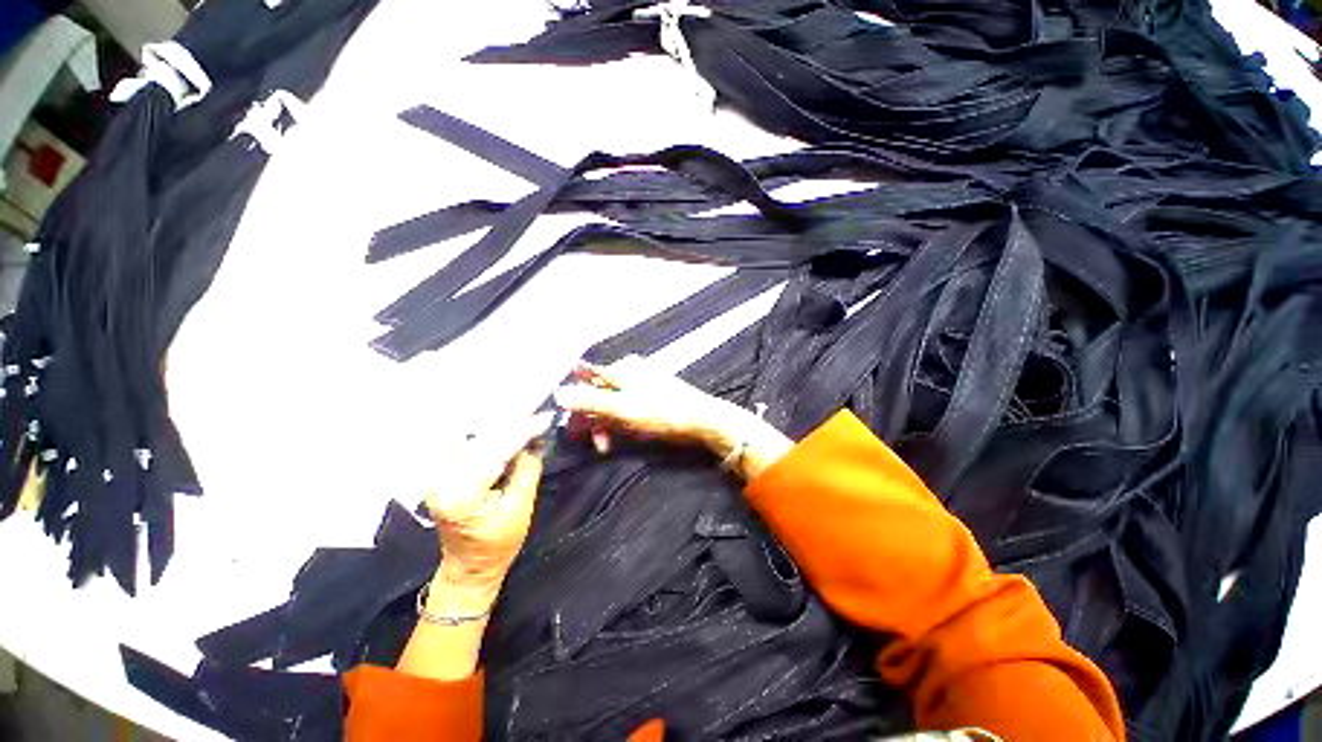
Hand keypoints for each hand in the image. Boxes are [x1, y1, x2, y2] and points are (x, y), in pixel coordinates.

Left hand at [424, 412, 551, 612]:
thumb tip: (533, 441)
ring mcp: (437, 475)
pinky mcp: (441, 473)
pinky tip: (500, 426)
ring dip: (500, 426)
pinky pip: (462, 443)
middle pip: (482, 440)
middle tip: (538, 414)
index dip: (523, 431)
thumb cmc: (498, 544)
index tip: (544, 417)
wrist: (470, 566)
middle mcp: (443, 479)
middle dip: (513, 424)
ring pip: (473, 438)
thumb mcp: (521, 507)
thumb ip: (527, 469)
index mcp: (462, 493)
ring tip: (525, 418)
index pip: (497, 451)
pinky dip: (483, 433)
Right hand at [553, 356, 791, 479]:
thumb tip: (557, 392)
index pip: (585, 382)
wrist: (703, 419)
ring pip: (613, 400)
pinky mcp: (653, 391)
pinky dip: (623, 419)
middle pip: (599, 392)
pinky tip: (628, 431)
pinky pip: (628, 404)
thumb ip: (591, 400)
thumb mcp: (623, 408)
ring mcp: (642, 379)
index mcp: (619, 369)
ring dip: (608, 422)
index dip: (576, 406)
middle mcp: (628, 369)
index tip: (575, 431)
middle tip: (598, 444)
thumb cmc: (662, 413)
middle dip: (594, 419)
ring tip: (612, 442)